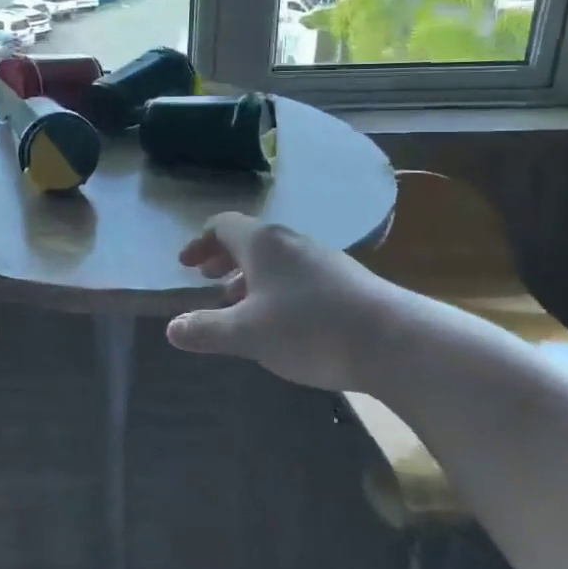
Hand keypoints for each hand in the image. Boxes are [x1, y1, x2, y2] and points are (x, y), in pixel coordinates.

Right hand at [164, 212, 411, 391]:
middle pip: (249, 239)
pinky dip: (277, 287)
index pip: (222, 225)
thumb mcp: (246, 334)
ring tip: (239, 304)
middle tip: (207, 279)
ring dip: (250, 276)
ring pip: (275, 259)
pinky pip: (298, 274)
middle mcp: (291, 242)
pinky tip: (281, 320)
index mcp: (262, 243)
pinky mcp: (347, 281)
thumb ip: (205, 330)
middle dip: (223, 258)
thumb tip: (172, 329)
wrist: (396, 343)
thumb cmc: (309, 329)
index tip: (186, 265)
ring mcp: (323, 259)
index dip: (200, 243)